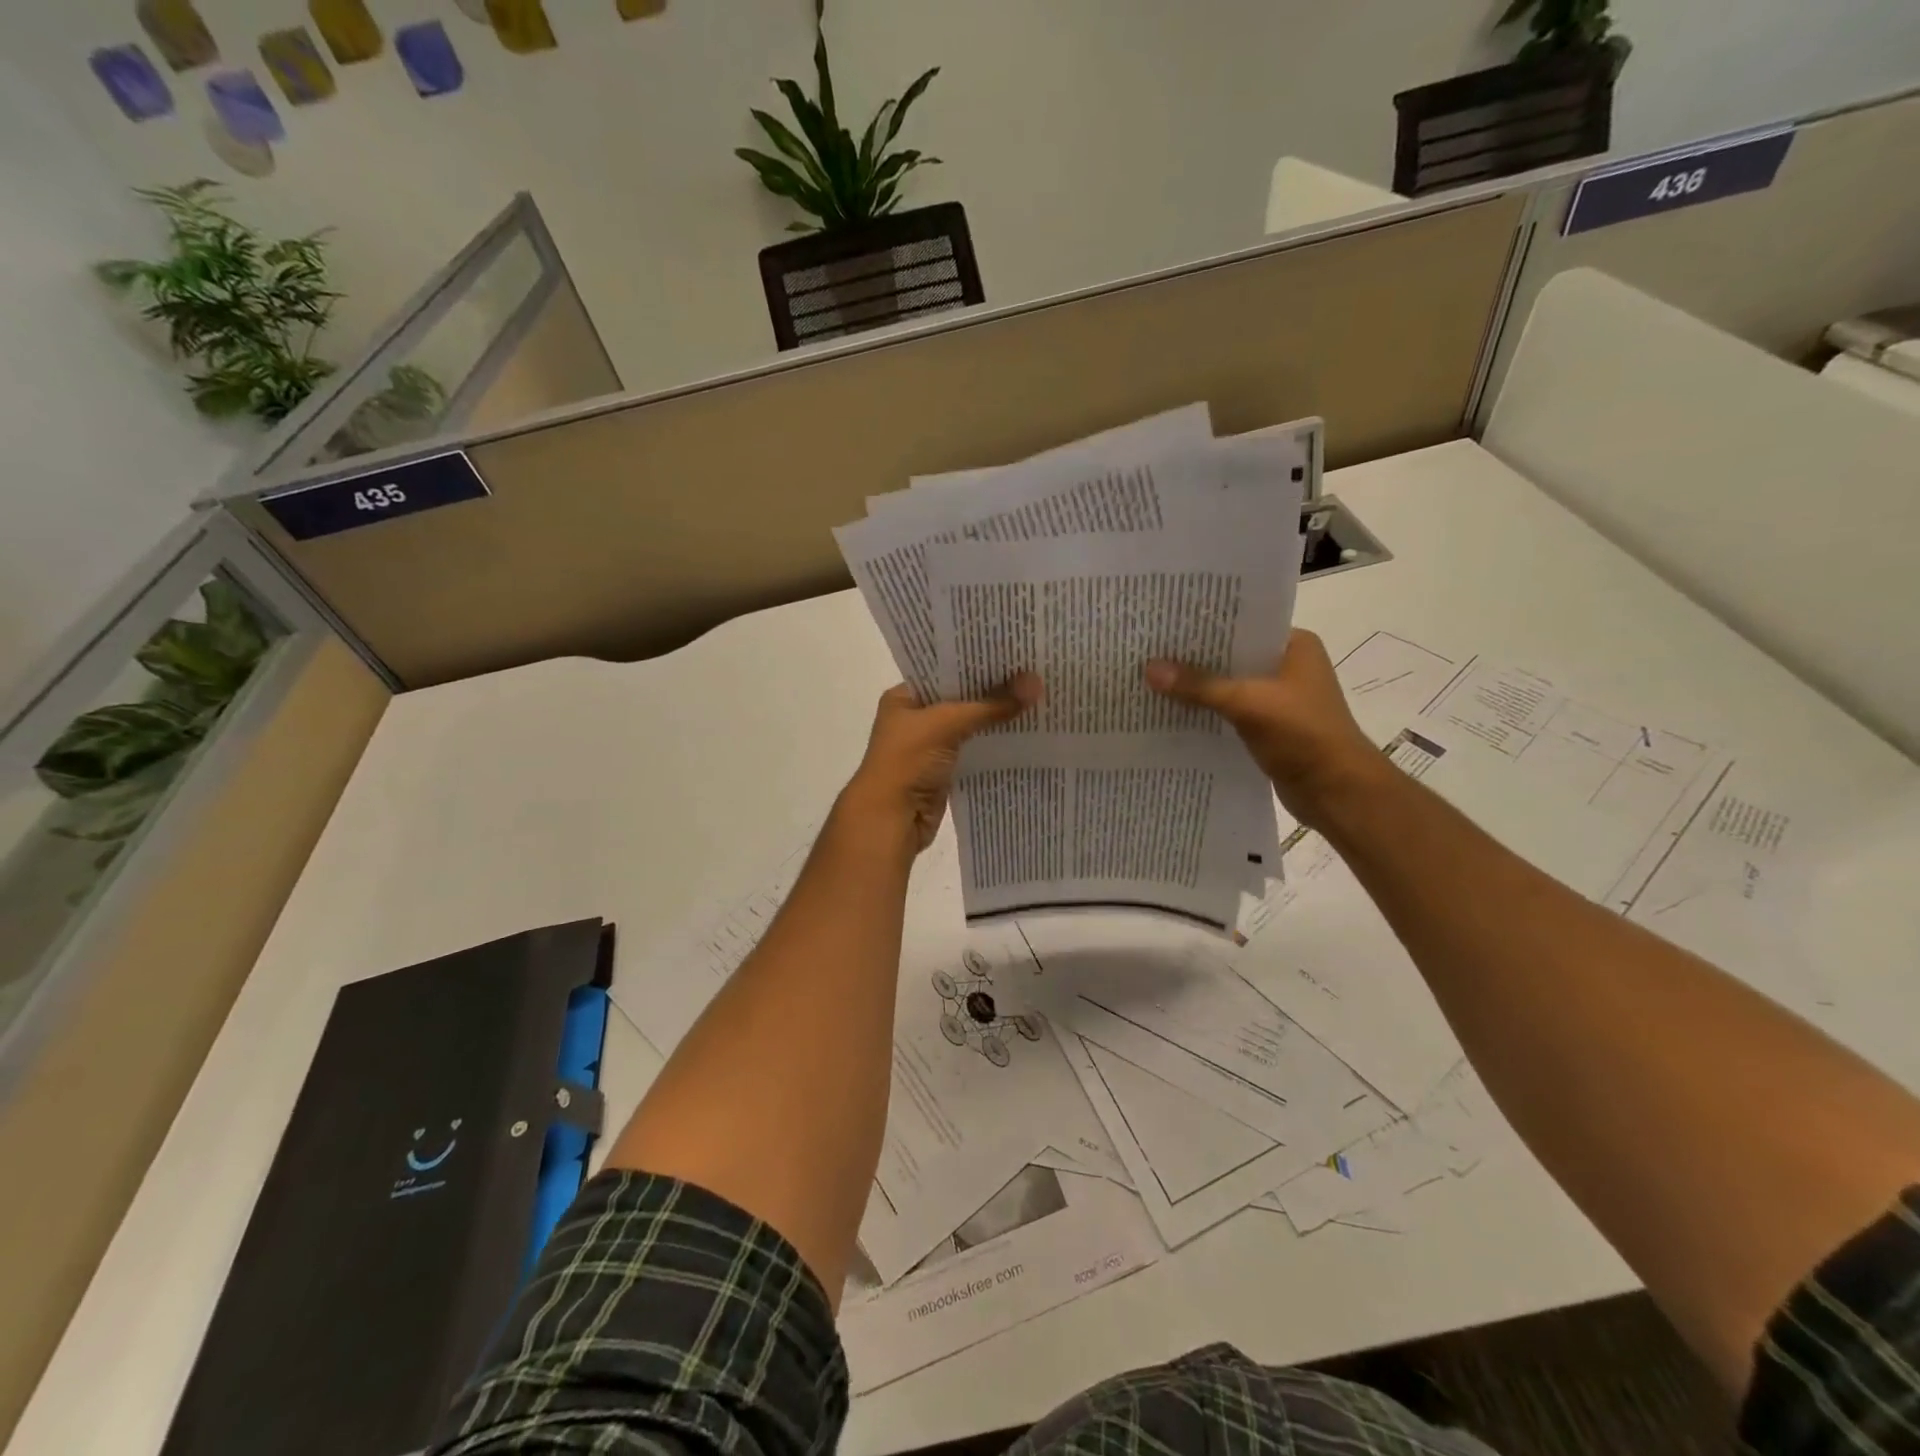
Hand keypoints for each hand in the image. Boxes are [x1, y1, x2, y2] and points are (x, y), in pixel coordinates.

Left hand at [838, 675, 1043, 851]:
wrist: (890, 821)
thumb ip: (991, 704)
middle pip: (961, 697)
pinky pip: (975, 750)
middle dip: (994, 689)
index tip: (1014, 650)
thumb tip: (1036, 682)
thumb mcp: (947, 724)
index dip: (977, 661)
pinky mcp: (946, 771)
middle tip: (1035, 670)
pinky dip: (995, 744)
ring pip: (971, 725)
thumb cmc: (907, 762)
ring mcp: (931, 746)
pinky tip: (1026, 733)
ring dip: (998, 718)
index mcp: (905, 697)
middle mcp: (916, 717)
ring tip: (1038, 697)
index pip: (944, 669)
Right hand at [1145, 630, 1385, 828]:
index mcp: (1294, 646)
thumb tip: (1148, 668)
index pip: (1242, 624)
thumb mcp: (1248, 703)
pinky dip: (1205, 713)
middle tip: (1147, 649)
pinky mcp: (1267, 728)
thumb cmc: (1303, 736)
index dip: (1203, 625)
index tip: (1163, 623)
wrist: (1338, 793)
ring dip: (1196, 688)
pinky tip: (1171, 713)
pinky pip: (1228, 712)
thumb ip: (1198, 685)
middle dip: (1192, 658)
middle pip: (1230, 656)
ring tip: (1150, 679)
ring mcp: (1278, 699)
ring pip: (1227, 686)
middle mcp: (1287, 666)